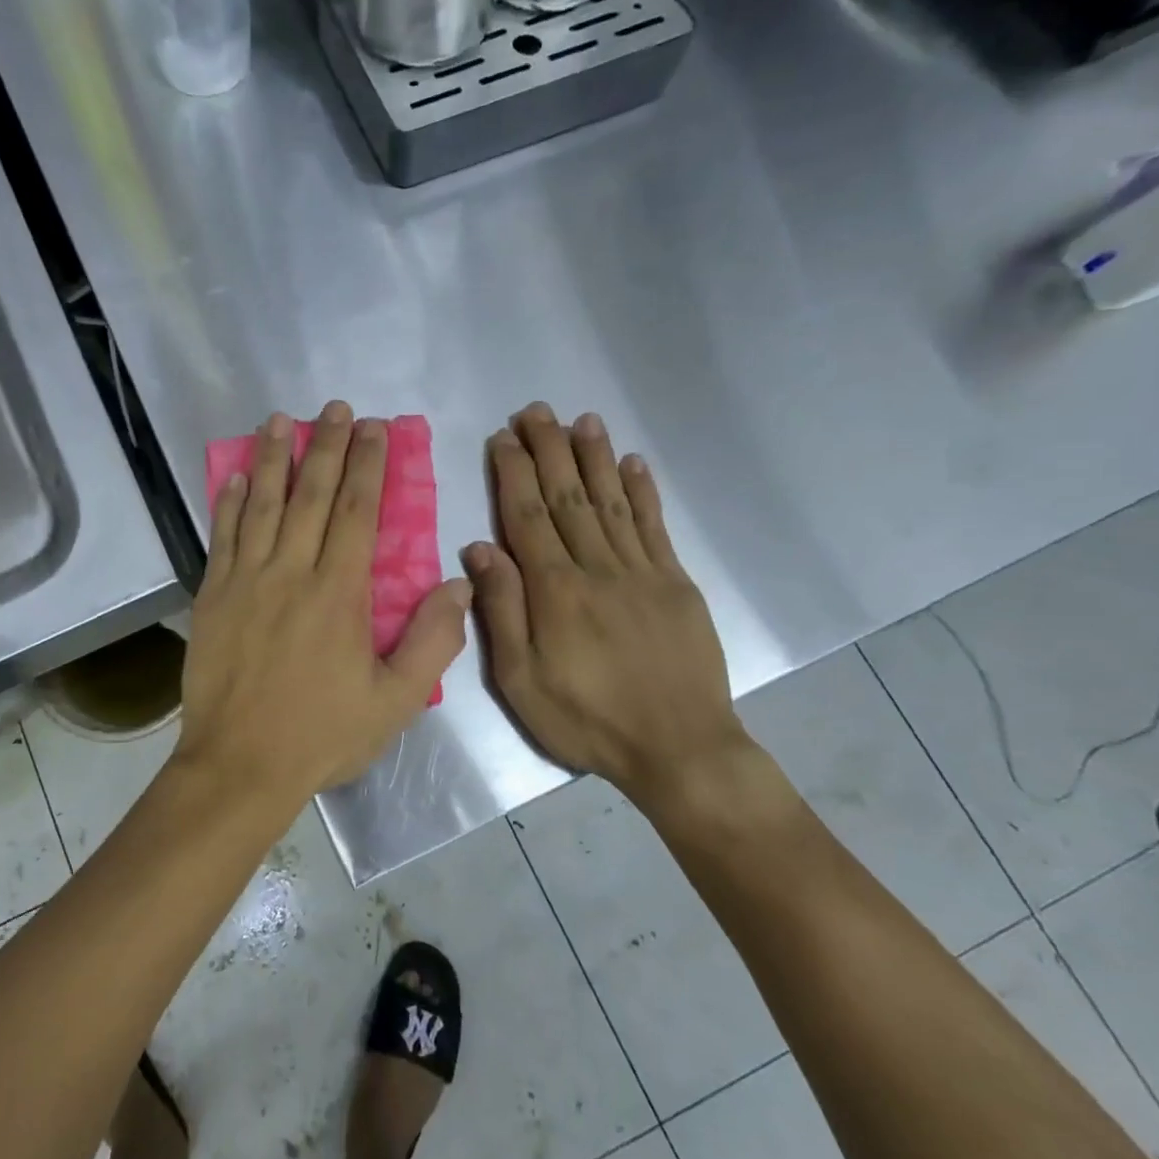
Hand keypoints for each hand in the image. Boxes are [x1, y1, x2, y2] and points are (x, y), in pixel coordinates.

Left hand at [177, 403, 471, 814]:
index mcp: (338, 593)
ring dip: (272, 459)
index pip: (356, 512)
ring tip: (280, 420)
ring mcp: (245, 581)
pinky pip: (222, 538)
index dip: (367, 465)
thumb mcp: (394, 701)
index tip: (374, 429)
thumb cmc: (322, 734)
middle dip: (325, 446)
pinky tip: (235, 478)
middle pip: (310, 495)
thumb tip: (459, 584)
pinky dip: (229, 504)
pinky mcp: (212, 597)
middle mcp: (290, 572)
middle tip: (335, 408)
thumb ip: (432, 641)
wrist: (240, 766)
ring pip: (261, 506)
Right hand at [463, 404, 751, 802]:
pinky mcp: (676, 583)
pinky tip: (633, 464)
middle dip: (550, 449)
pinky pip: (655, 527)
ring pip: (611, 501)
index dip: (514, 473)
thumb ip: (502, 611)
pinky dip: (643, 492)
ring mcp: (642, 571)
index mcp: (555, 591)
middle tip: (535, 410)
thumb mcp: (521, 681)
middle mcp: (597, 567)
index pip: (528, 516)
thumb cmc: (587, 720)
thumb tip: (480, 549)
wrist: (678, 748)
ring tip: (581, 420)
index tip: (503, 437)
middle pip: (568, 496)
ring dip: (595, 458)